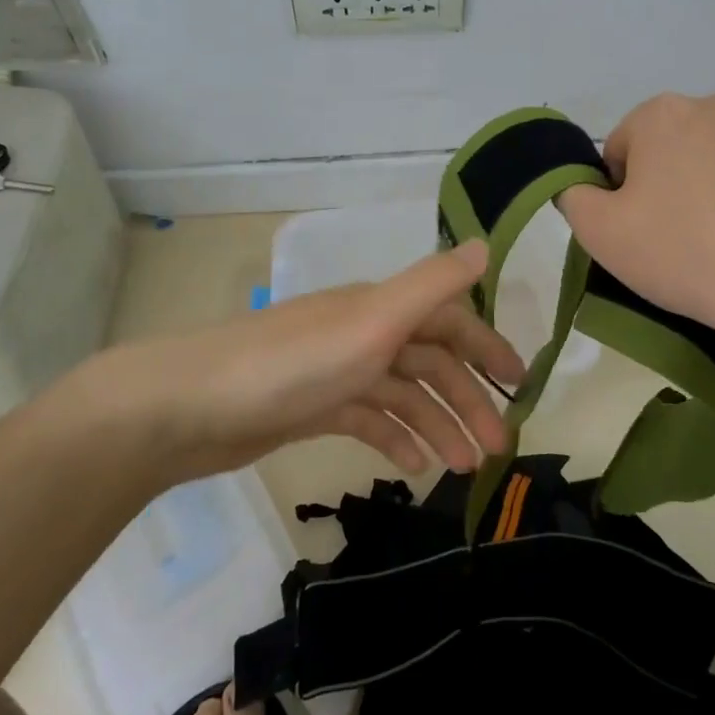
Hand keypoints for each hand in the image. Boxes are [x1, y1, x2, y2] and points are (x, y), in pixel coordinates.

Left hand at [86, 241, 526, 482]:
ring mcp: (336, 370)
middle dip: (467, 401)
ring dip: (436, 425)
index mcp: (381, 308)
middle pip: (430, 362)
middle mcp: (362, 332)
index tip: (520, 384)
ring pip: (402, 394)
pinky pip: (368, 418)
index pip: (449, 321)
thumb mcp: (373, 321)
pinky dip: (394, 437)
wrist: (194, 406)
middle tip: (497, 448)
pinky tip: (412, 466)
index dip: (487, 347)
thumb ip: (432, 285)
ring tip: (461, 468)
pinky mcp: (312, 406)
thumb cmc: (293, 364)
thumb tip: (486, 246)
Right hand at [557, 93, 714, 349]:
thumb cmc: (681, 251)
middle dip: (665, 183)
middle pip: (670, 147)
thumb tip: (579, 185)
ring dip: (708, 187)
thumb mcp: (598, 231)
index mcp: (662, 113)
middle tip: (672, 236)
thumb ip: (572, 195)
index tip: (635, 229)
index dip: (618, 192)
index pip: (620, 149)